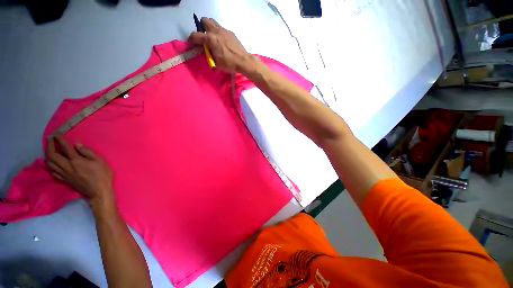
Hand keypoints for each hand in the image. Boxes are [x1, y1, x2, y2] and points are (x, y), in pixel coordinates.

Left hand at [45, 134, 114, 211]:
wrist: (99, 191)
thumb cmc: (102, 175)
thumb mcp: (100, 161)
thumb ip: (88, 152)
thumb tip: (77, 145)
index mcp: (76, 161)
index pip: (65, 148)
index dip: (60, 140)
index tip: (56, 134)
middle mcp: (67, 166)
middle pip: (52, 155)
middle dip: (49, 145)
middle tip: (50, 139)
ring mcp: (64, 174)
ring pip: (50, 163)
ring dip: (47, 154)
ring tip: (49, 149)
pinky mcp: (65, 180)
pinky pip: (53, 172)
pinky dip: (50, 166)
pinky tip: (52, 163)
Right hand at [188, 17, 254, 72]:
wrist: (244, 61)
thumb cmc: (229, 64)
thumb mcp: (216, 62)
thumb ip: (209, 55)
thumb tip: (205, 51)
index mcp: (210, 39)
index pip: (195, 35)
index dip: (191, 39)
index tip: (191, 44)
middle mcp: (216, 31)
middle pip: (204, 20)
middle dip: (201, 27)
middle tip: (204, 37)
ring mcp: (224, 30)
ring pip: (213, 22)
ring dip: (210, 28)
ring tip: (213, 39)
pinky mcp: (231, 33)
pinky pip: (222, 29)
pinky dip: (219, 33)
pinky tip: (223, 42)